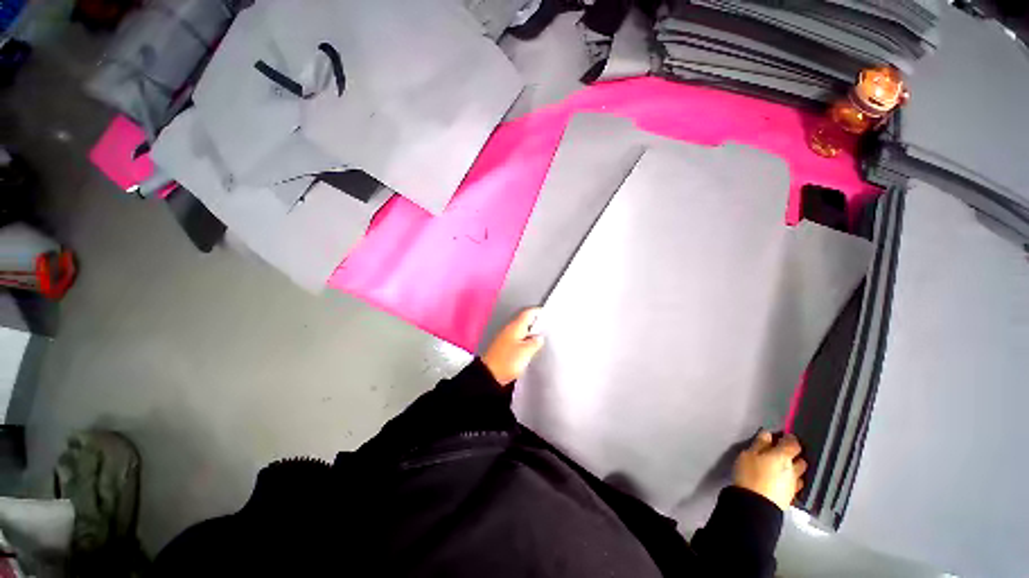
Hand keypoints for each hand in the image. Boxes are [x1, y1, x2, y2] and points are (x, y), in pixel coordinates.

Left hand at [482, 308, 545, 385]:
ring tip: (540, 340)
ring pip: (521, 331)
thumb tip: (539, 338)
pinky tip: (529, 350)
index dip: (538, 312)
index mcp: (515, 326)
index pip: (528, 313)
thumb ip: (535, 342)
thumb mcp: (526, 352)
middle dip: (536, 323)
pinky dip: (524, 342)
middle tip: (547, 328)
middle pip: (524, 321)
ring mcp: (505, 338)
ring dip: (530, 334)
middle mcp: (509, 329)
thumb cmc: (506, 361)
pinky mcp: (503, 347)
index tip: (547, 315)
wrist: (489, 375)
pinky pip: (517, 340)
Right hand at [733, 430, 807, 510]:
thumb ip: (760, 444)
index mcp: (783, 457)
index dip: (790, 439)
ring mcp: (794, 485)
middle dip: (794, 456)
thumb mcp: (748, 455)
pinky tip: (780, 482)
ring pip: (799, 474)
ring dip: (793, 470)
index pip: (793, 444)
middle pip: (800, 460)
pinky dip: (789, 481)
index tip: (783, 436)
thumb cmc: (750, 474)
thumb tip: (768, 434)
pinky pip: (794, 485)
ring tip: (781, 469)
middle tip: (782, 454)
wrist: (756, 504)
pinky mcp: (791, 497)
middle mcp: (793, 470)